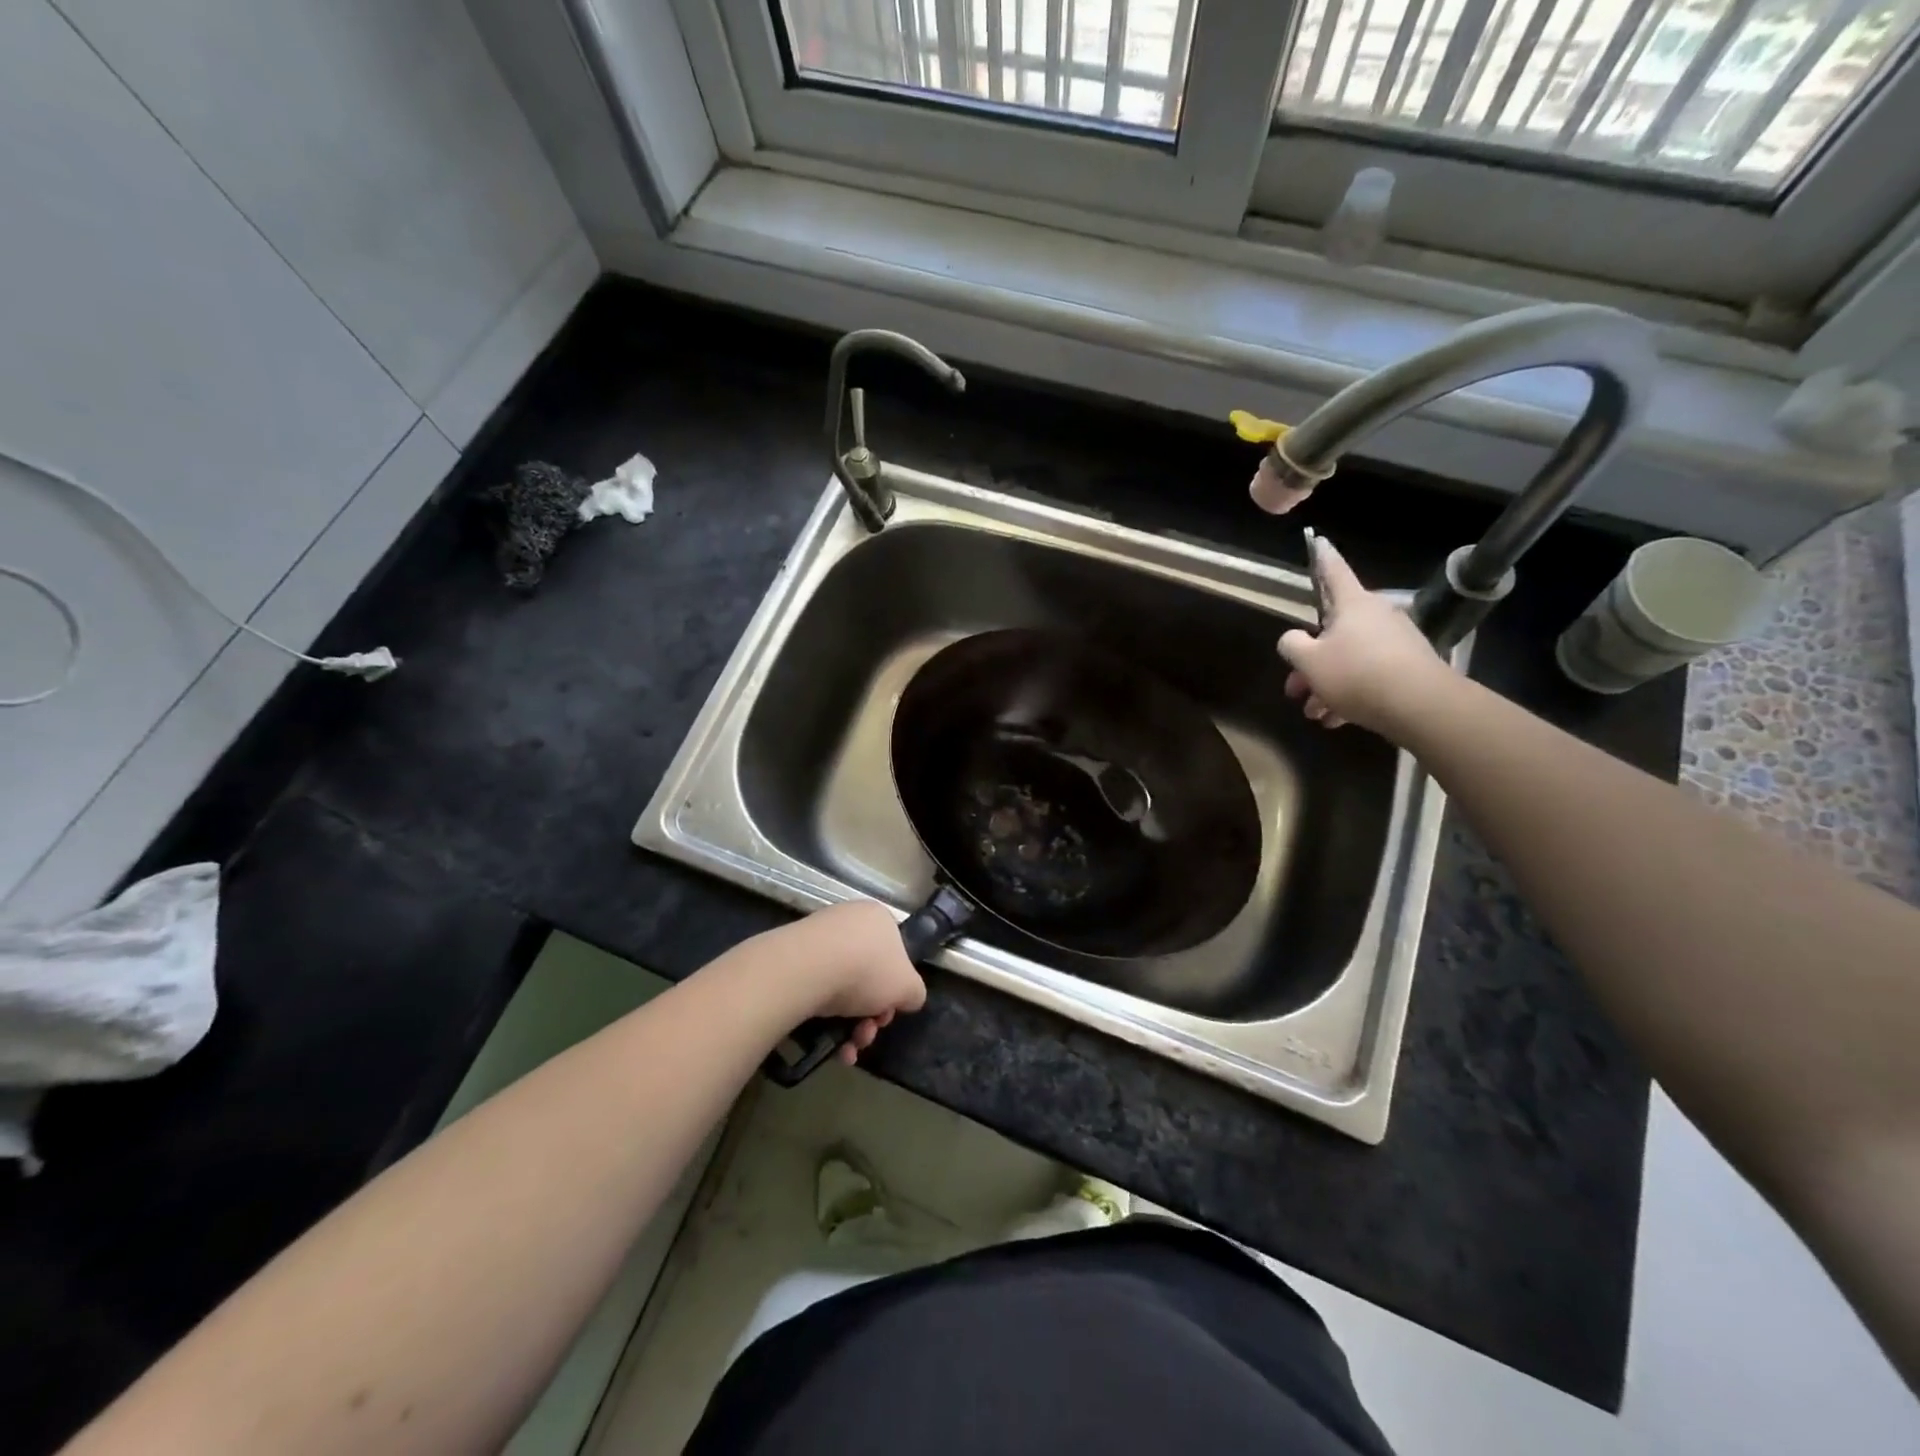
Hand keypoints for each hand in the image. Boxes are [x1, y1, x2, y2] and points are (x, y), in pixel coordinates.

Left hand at [797, 901, 926, 1064]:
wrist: (808, 969)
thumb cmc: (868, 970)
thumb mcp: (909, 987)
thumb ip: (914, 993)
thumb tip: (906, 998)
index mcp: (879, 919)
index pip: (895, 955)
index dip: (895, 990)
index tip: (887, 1013)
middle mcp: (849, 921)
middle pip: (868, 976)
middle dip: (871, 1015)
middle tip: (867, 1034)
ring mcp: (818, 937)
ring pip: (842, 988)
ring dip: (850, 1026)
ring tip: (848, 1048)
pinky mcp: (792, 957)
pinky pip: (816, 990)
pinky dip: (825, 1020)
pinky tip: (830, 1044)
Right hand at [1277, 533, 1453, 736]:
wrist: (1420, 705)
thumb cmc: (1357, 674)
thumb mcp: (1309, 662)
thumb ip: (1292, 645)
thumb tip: (1294, 639)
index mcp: (1352, 605)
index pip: (1333, 572)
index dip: (1322, 557)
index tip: (1318, 539)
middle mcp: (1376, 616)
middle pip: (1333, 631)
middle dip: (1310, 661)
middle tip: (1295, 688)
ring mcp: (1395, 641)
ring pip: (1349, 658)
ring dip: (1327, 684)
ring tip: (1316, 714)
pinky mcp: (1408, 666)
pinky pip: (1369, 674)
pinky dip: (1351, 693)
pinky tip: (1338, 719)